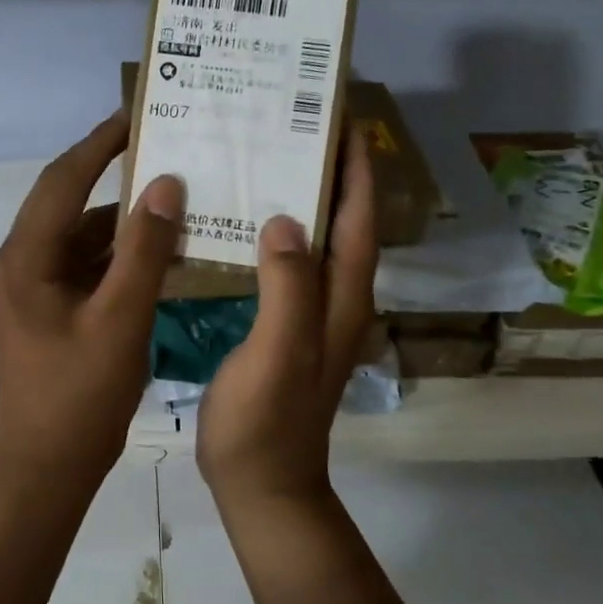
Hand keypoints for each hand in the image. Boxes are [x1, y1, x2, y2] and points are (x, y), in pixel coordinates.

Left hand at [0, 113, 183, 485]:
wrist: (48, 466)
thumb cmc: (81, 395)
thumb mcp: (120, 318)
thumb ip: (144, 249)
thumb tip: (165, 184)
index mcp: (25, 258)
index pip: (62, 180)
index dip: (99, 144)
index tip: (137, 114)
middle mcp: (22, 262)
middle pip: (70, 202)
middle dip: (115, 175)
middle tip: (165, 149)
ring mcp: (35, 287)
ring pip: (83, 236)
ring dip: (125, 221)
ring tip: (177, 199)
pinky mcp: (51, 308)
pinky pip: (88, 266)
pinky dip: (122, 256)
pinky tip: (165, 253)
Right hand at [197, 128, 377, 513]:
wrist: (261, 485)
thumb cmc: (267, 421)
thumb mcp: (279, 351)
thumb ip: (288, 286)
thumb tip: (290, 218)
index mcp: (342, 299)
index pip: (359, 220)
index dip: (356, 169)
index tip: (342, 118)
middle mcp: (336, 301)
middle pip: (343, 224)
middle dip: (330, 173)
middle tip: (293, 128)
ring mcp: (311, 317)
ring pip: (316, 243)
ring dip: (303, 200)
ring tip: (266, 161)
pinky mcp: (286, 329)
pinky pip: (287, 267)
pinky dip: (275, 236)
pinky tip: (242, 225)